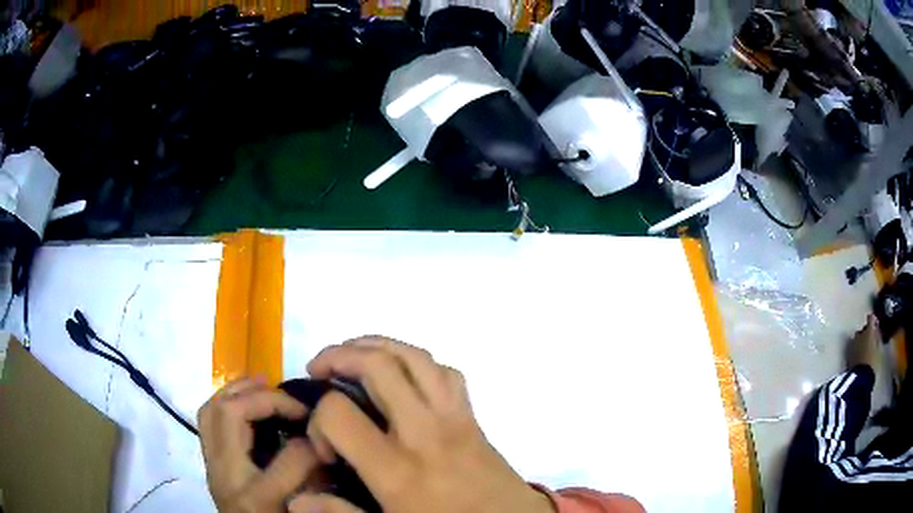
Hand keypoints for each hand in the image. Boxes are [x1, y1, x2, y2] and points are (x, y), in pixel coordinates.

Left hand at [199, 377, 351, 512]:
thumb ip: (313, 481)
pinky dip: (224, 401)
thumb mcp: (301, 510)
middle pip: (229, 416)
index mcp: (256, 498)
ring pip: (210, 411)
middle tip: (290, 399)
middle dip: (262, 398)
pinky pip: (206, 419)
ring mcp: (211, 465)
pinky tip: (243, 402)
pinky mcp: (208, 461)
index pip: (287, 459)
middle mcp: (224, 475)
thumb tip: (318, 445)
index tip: (324, 437)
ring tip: (262, 385)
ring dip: (236, 391)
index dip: (312, 443)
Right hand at [300, 336, 555, 512]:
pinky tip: (401, 375)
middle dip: (338, 355)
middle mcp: (423, 432)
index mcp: (396, 468)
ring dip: (376, 345)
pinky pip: (446, 372)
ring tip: (351, 353)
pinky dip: (417, 361)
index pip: (339, 414)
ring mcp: (453, 418)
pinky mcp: (472, 415)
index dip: (318, 421)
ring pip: (414, 357)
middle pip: (378, 366)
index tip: (324, 446)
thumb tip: (296, 500)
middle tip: (318, 369)